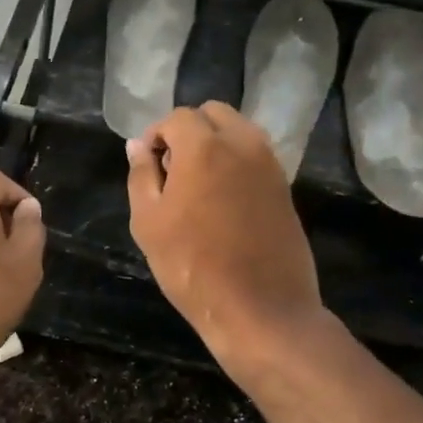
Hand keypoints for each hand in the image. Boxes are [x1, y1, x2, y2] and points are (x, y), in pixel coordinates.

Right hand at [126, 102, 322, 364]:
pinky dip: (235, 163)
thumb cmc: (193, 266)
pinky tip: (222, 202)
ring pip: (238, 131)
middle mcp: (242, 143)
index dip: (156, 136)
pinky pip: (255, 156)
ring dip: (214, 144)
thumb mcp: (148, 222)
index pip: (177, 117)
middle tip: (172, 171)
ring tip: (197, 187)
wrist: (261, 308)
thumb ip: (141, 175)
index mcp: (205, 146)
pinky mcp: (285, 187)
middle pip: (213, 114)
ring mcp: (269, 164)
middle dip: (188, 131)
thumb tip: (138, 145)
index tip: (148, 167)